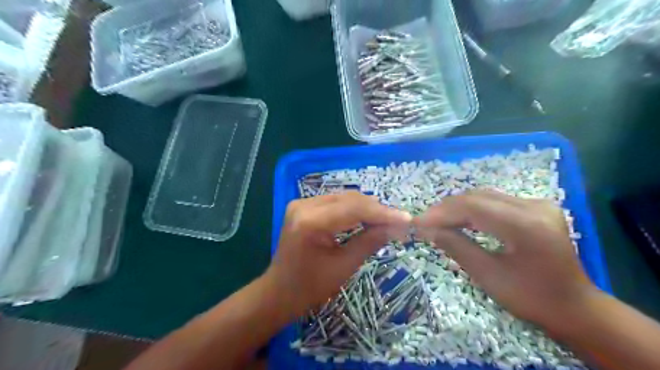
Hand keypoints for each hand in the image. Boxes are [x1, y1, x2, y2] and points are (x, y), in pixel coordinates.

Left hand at [265, 192, 411, 316]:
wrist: (279, 292)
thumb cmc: (310, 287)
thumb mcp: (344, 267)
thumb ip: (369, 242)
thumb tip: (396, 227)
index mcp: (310, 222)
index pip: (353, 209)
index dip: (382, 213)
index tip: (406, 219)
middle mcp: (304, 205)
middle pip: (349, 199)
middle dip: (376, 209)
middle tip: (398, 221)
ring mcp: (301, 203)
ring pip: (343, 198)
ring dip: (365, 208)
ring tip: (386, 219)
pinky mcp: (302, 206)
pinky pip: (334, 202)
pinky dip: (352, 209)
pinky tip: (366, 217)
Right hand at [417, 191, 598, 331]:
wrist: (575, 306)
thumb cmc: (532, 298)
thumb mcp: (489, 276)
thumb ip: (457, 247)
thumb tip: (428, 229)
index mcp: (526, 226)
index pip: (473, 208)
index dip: (441, 213)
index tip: (417, 223)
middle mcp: (534, 206)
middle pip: (477, 197)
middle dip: (446, 209)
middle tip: (424, 222)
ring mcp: (537, 204)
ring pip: (484, 196)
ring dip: (457, 208)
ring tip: (436, 221)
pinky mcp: (535, 207)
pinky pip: (494, 201)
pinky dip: (472, 210)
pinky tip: (458, 219)